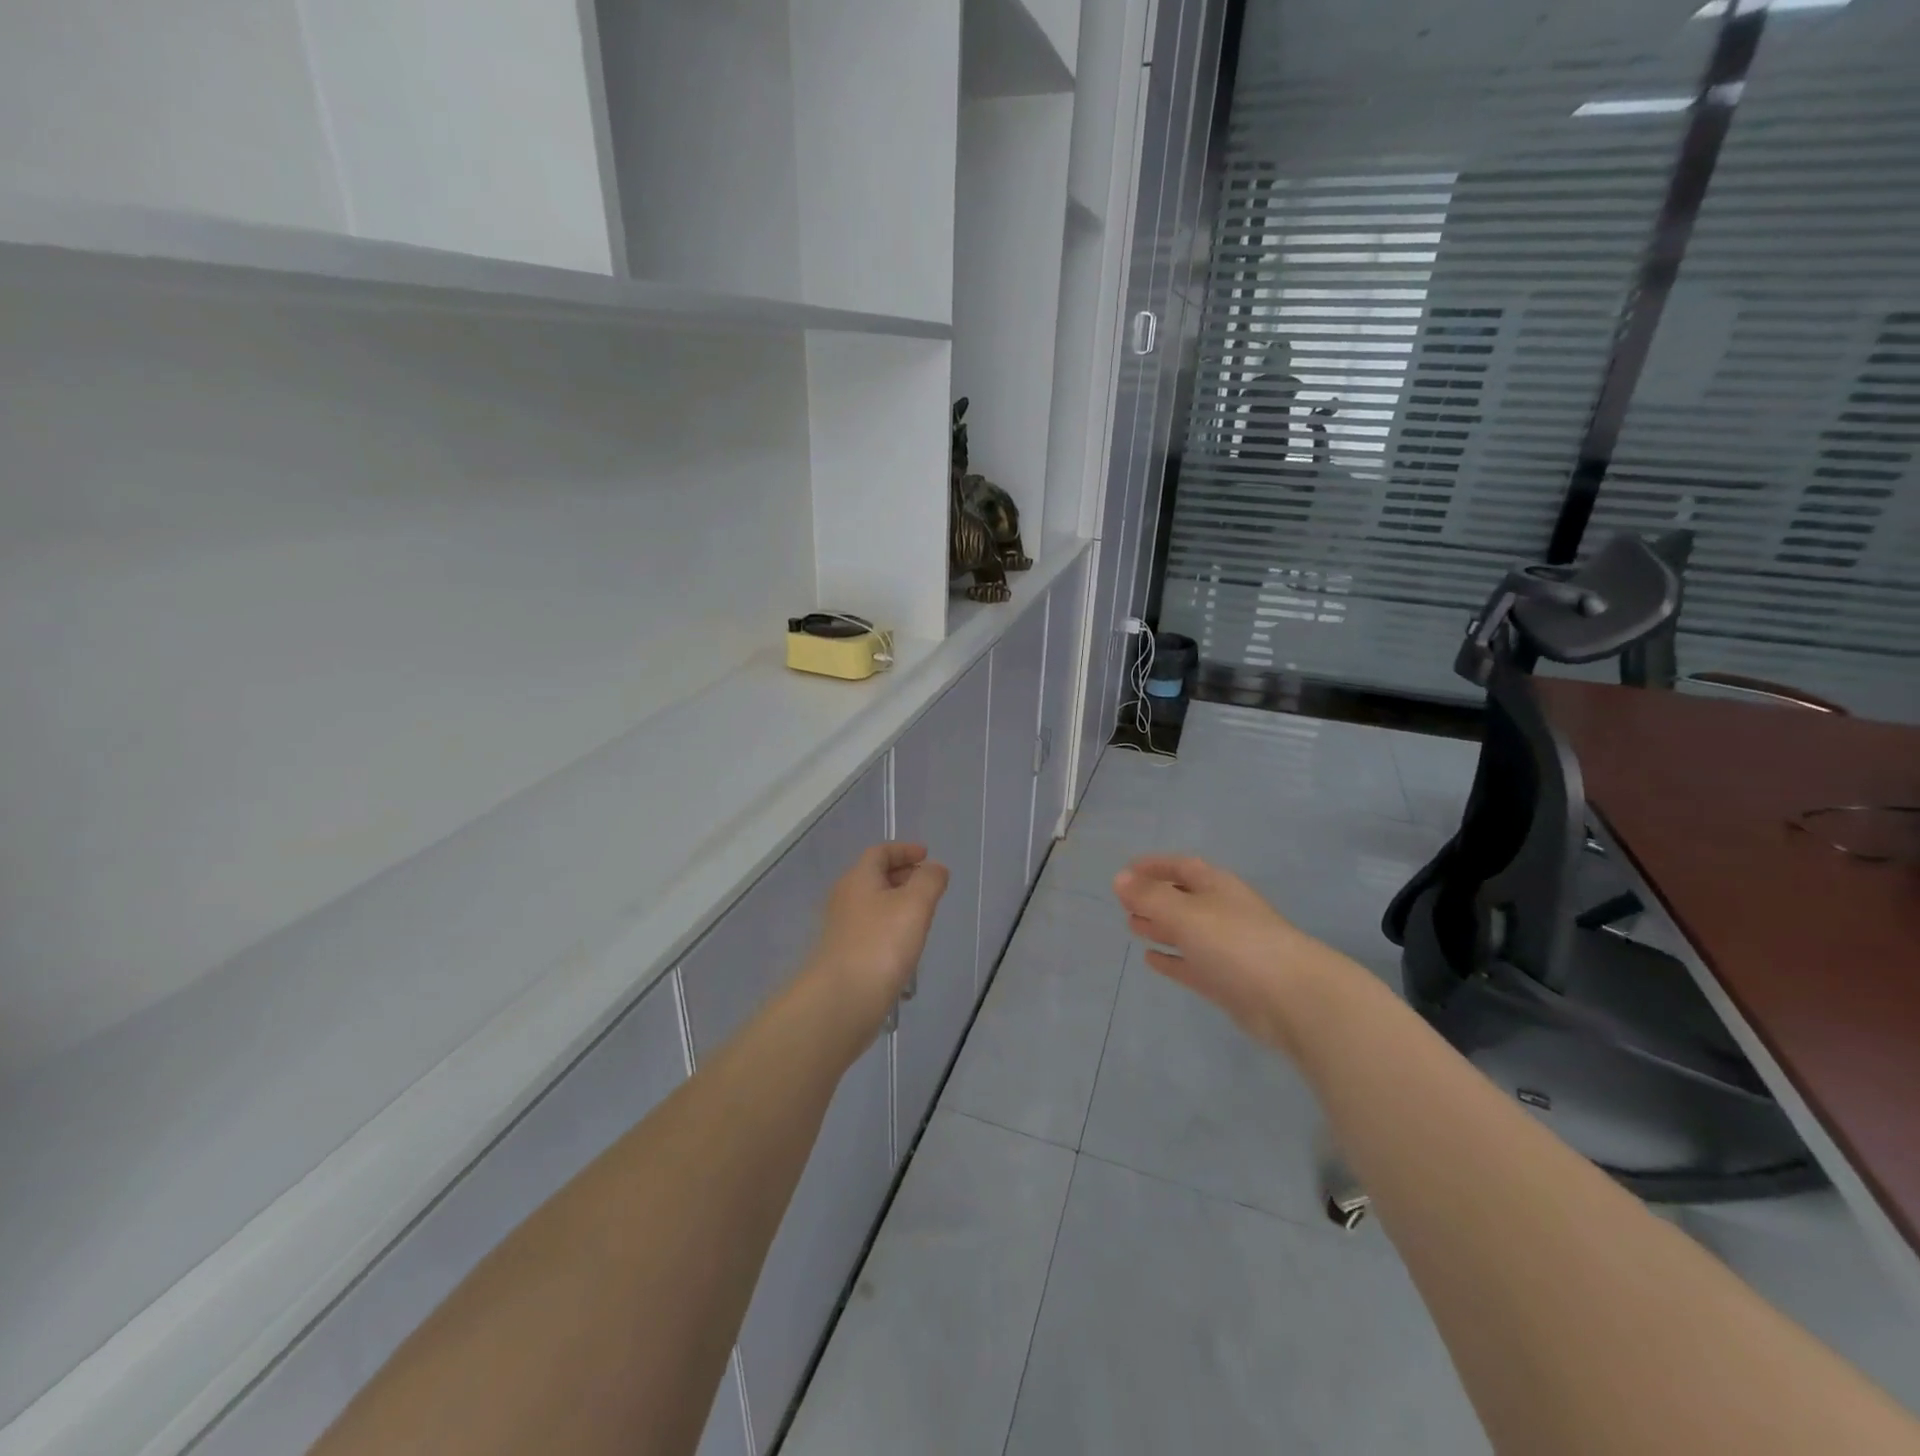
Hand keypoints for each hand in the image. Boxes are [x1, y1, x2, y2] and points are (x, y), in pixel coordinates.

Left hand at [805, 843, 949, 1040]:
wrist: (842, 1000)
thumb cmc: (881, 944)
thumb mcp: (914, 905)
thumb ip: (929, 881)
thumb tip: (935, 868)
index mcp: (858, 878)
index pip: (880, 852)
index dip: (904, 850)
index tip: (927, 855)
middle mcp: (845, 898)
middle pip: (874, 877)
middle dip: (903, 876)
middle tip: (928, 885)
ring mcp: (842, 929)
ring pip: (873, 905)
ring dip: (897, 904)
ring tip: (922, 917)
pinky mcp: (845, 955)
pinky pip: (871, 931)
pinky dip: (890, 929)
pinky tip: (906, 949)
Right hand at [1113, 854, 1338, 1054]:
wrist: (1293, 999)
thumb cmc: (1236, 943)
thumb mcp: (1186, 913)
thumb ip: (1150, 896)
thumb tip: (1119, 878)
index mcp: (1218, 887)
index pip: (1182, 866)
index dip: (1155, 865)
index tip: (1126, 870)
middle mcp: (1223, 913)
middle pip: (1184, 898)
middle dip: (1154, 897)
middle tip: (1123, 902)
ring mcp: (1227, 948)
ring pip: (1186, 932)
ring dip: (1160, 927)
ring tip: (1131, 926)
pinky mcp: (1227, 982)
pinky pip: (1192, 965)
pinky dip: (1172, 959)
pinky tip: (1151, 959)